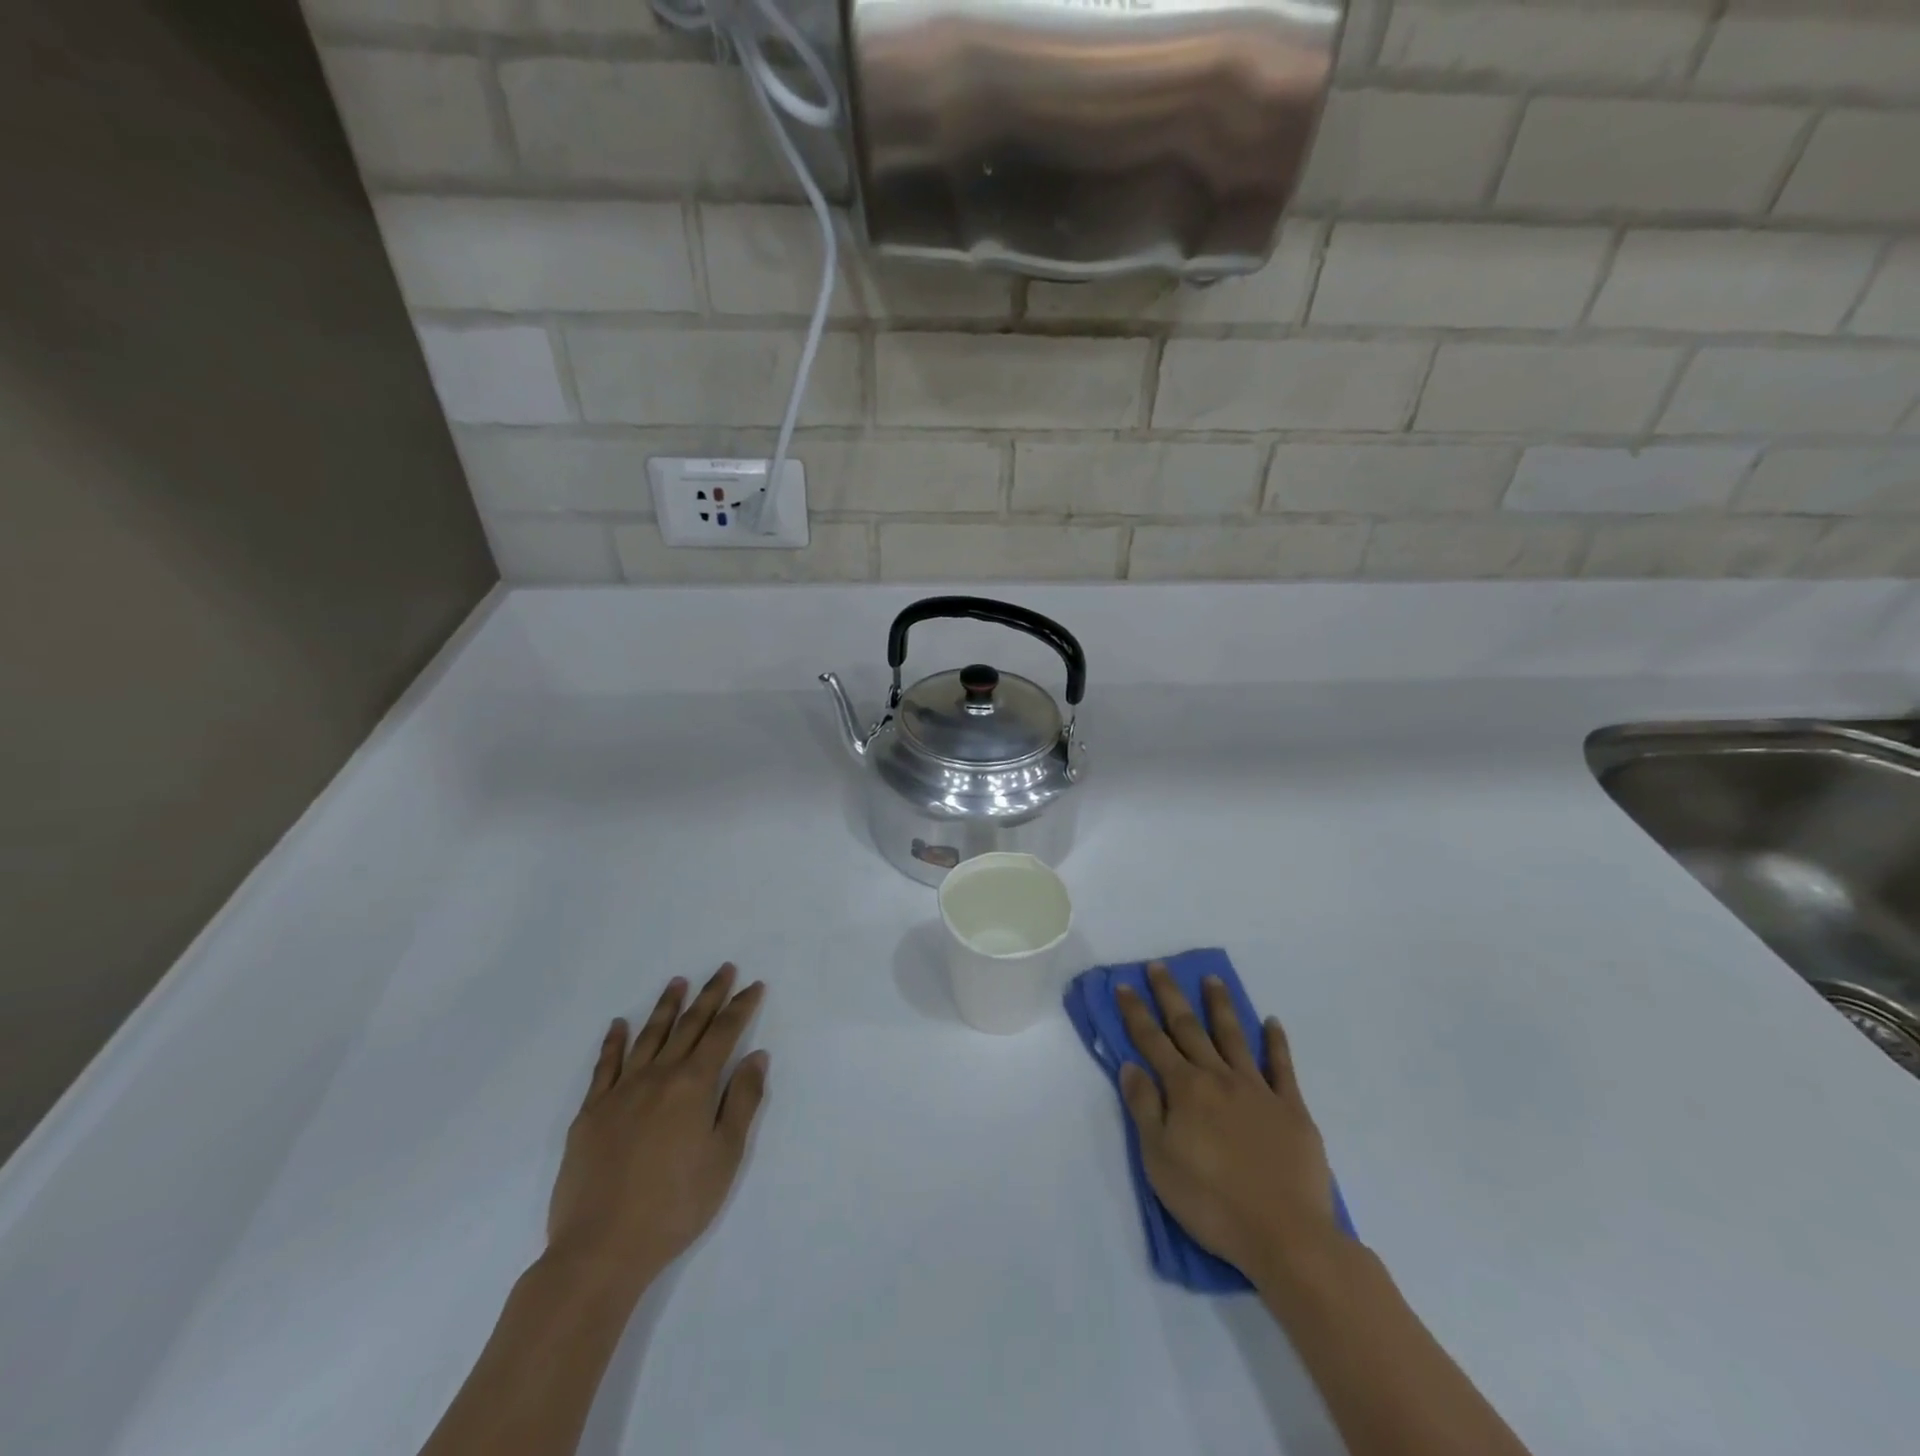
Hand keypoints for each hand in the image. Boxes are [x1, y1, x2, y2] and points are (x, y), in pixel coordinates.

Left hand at [546, 965, 767, 1295]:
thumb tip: (756, 1056)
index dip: (740, 1007)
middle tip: (724, 969)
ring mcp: (620, 1092)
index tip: (754, 986)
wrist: (600, 1249)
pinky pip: (605, 1066)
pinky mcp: (590, 1113)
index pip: (723, 1034)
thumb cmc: (675, 1206)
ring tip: (678, 982)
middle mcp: (657, 1077)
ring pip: (648, 1037)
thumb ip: (742, 1101)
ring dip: (666, 1007)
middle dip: (709, 995)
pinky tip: (619, 1024)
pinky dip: (614, 1042)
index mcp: (692, 1085)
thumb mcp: (725, 1156)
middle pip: (688, 1026)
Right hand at [1116, 963, 1339, 1284]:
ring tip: (1212, 979)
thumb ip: (1145, 1108)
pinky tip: (1272, 1023)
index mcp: (1185, 1090)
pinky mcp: (1292, 1109)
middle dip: (1171, 996)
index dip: (1136, 1012)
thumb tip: (1131, 1065)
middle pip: (1190, 1029)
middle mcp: (1219, 1078)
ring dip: (1220, 1006)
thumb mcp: (1160, 1161)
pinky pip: (1282, 1067)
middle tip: (1160, 967)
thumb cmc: (1212, 1201)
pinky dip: (1276, 1043)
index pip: (1152, 1042)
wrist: (1286, 1235)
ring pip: (1234, 1037)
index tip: (1125, 985)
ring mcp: (1258, 1090)